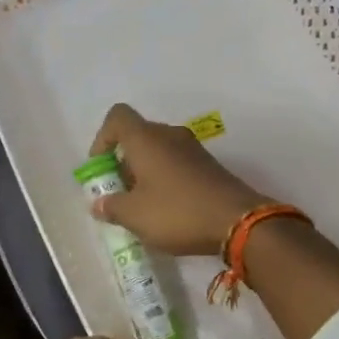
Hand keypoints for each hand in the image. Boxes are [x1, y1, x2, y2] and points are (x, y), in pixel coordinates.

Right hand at [88, 103, 269, 255]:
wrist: (238, 221)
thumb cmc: (178, 212)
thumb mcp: (135, 215)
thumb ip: (111, 207)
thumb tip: (100, 203)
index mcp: (146, 139)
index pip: (117, 117)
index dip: (102, 139)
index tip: (101, 168)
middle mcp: (169, 135)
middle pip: (137, 136)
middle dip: (122, 162)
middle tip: (118, 194)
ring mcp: (193, 149)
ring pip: (158, 151)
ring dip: (144, 172)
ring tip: (141, 206)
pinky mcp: (209, 166)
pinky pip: (177, 164)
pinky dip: (165, 179)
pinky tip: (167, 209)